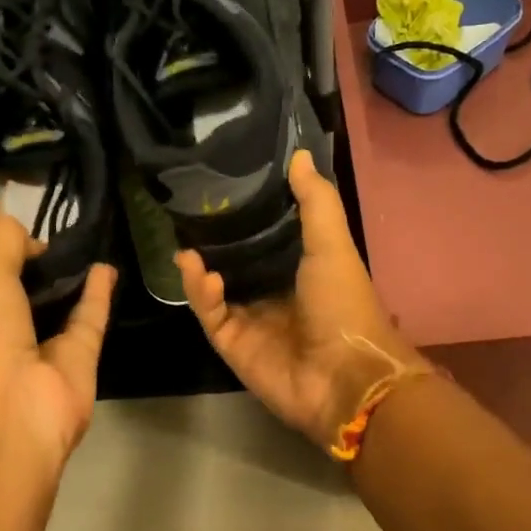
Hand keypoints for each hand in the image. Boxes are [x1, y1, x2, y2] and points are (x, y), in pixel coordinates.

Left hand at [0, 215, 115, 473]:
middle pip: (27, 294)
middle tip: (64, 233)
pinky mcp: (79, 361)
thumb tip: (31, 237)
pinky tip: (106, 266)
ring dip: (73, 279)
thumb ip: (3, 242)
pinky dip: (98, 295)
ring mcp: (44, 350)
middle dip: (41, 267)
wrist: (12, 409)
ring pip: (61, 307)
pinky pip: (89, 321)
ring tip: (88, 245)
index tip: (27, 230)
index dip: (6, 254)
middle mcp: (5, 334)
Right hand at [178, 150, 423, 447]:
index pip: (266, 238)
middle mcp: (273, 294)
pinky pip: (211, 314)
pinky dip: (202, 293)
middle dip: (213, 243)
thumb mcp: (332, 245)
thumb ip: (315, 202)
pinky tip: (198, 271)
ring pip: (215, 290)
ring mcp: (251, 321)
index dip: (245, 217)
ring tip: (185, 243)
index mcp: (300, 271)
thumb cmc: (343, 304)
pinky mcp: (233, 345)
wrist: (345, 376)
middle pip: (235, 264)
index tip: (223, 188)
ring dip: (200, 269)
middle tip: (189, 214)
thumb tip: (299, 155)